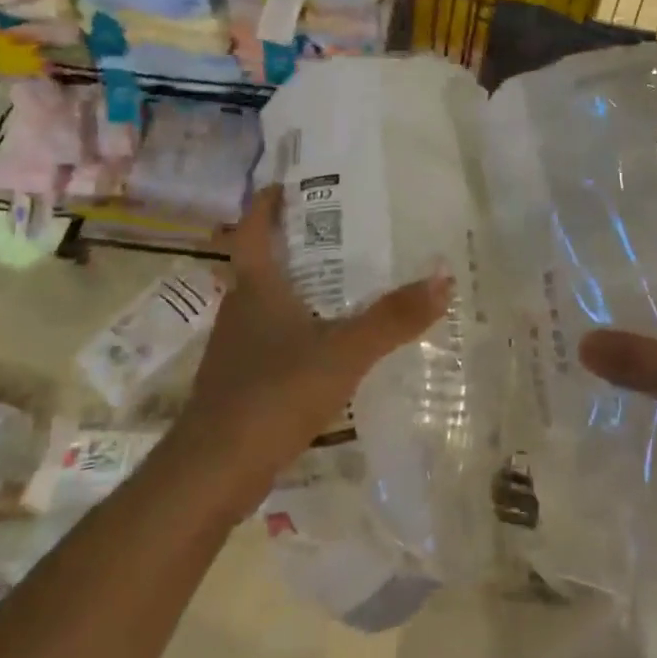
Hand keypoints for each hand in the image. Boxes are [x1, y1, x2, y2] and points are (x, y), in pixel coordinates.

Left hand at [176, 185, 451, 514]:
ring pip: (268, 306)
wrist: (212, 473)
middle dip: (295, 245)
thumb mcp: (343, 352)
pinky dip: (297, 334)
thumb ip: (393, 318)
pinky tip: (326, 350)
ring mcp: (235, 350)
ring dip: (297, 291)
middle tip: (340, 233)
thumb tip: (444, 278)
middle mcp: (239, 310)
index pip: (254, 229)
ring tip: (342, 287)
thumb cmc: (273, 394)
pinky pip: (271, 343)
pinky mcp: (239, 385)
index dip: (266, 203)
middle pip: (263, 264)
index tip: (286, 184)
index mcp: (255, 288)